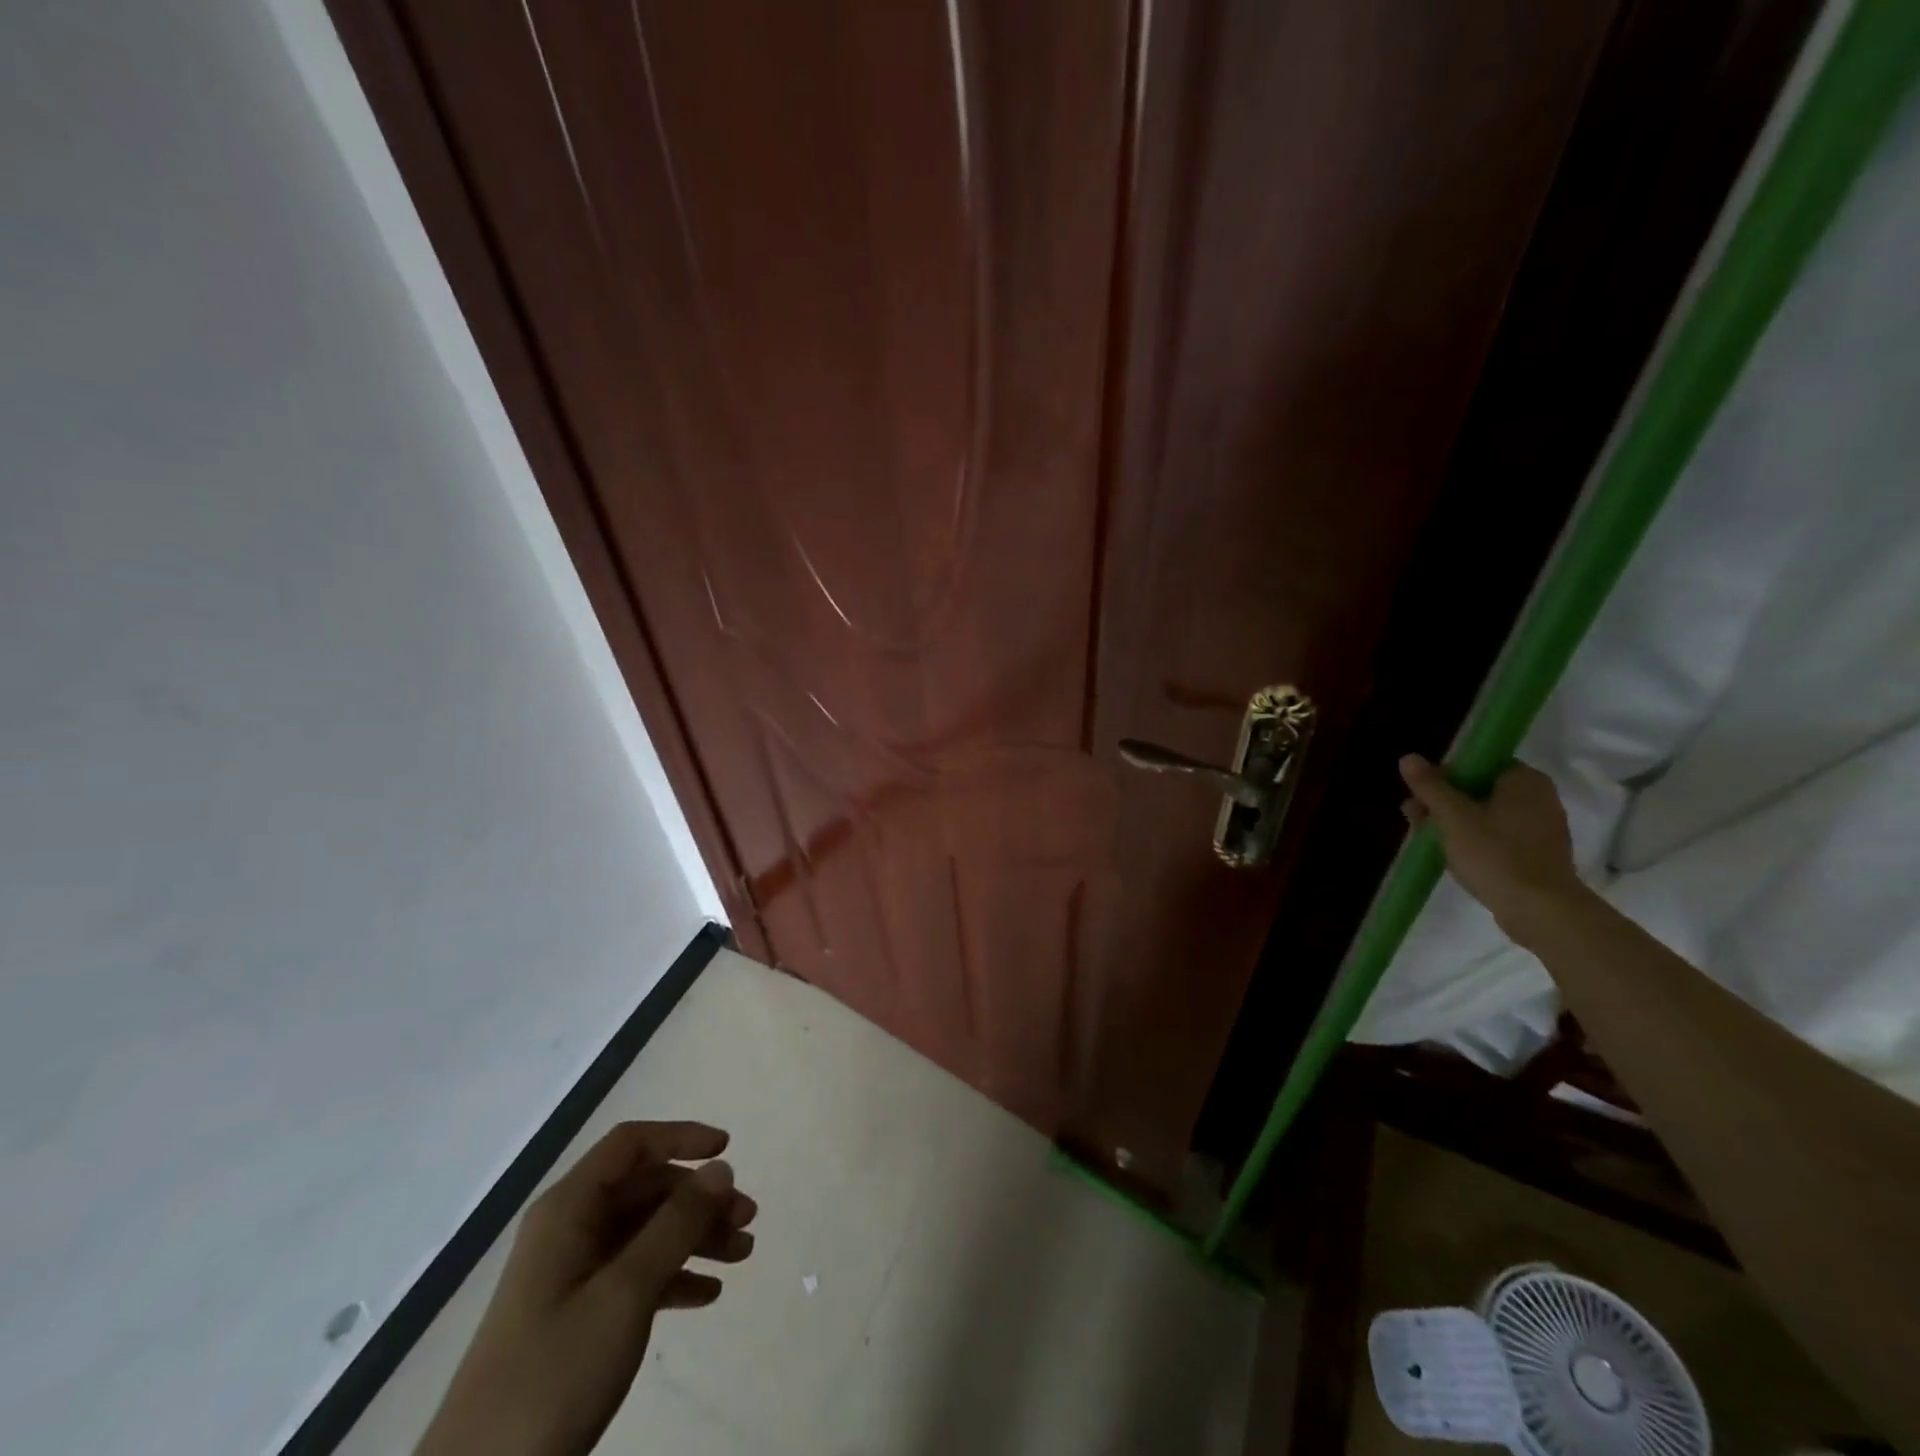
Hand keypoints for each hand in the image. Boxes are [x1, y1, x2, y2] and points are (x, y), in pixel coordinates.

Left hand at [417, 1122, 756, 1455]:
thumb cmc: (553, 1375)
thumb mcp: (625, 1293)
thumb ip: (676, 1224)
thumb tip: (721, 1167)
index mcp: (569, 1210)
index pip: (631, 1145)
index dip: (681, 1137)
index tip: (728, 1150)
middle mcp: (569, 1230)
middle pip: (645, 1189)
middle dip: (699, 1198)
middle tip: (748, 1221)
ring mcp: (569, 1276)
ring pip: (645, 1232)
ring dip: (694, 1237)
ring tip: (742, 1256)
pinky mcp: (574, 1318)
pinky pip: (634, 1275)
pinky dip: (673, 1276)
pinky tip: (708, 1295)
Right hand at [1399, 754, 1585, 941]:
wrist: (1542, 911)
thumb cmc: (1496, 856)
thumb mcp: (1453, 818)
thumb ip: (1430, 787)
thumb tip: (1408, 757)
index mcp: (1524, 780)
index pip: (1479, 762)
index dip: (1446, 774)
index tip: (1423, 794)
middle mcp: (1538, 798)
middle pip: (1480, 788)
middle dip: (1444, 801)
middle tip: (1416, 818)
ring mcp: (1540, 827)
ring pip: (1486, 814)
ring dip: (1454, 822)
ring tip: (1425, 838)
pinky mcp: (1537, 854)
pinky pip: (1498, 836)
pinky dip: (1474, 840)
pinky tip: (1451, 854)